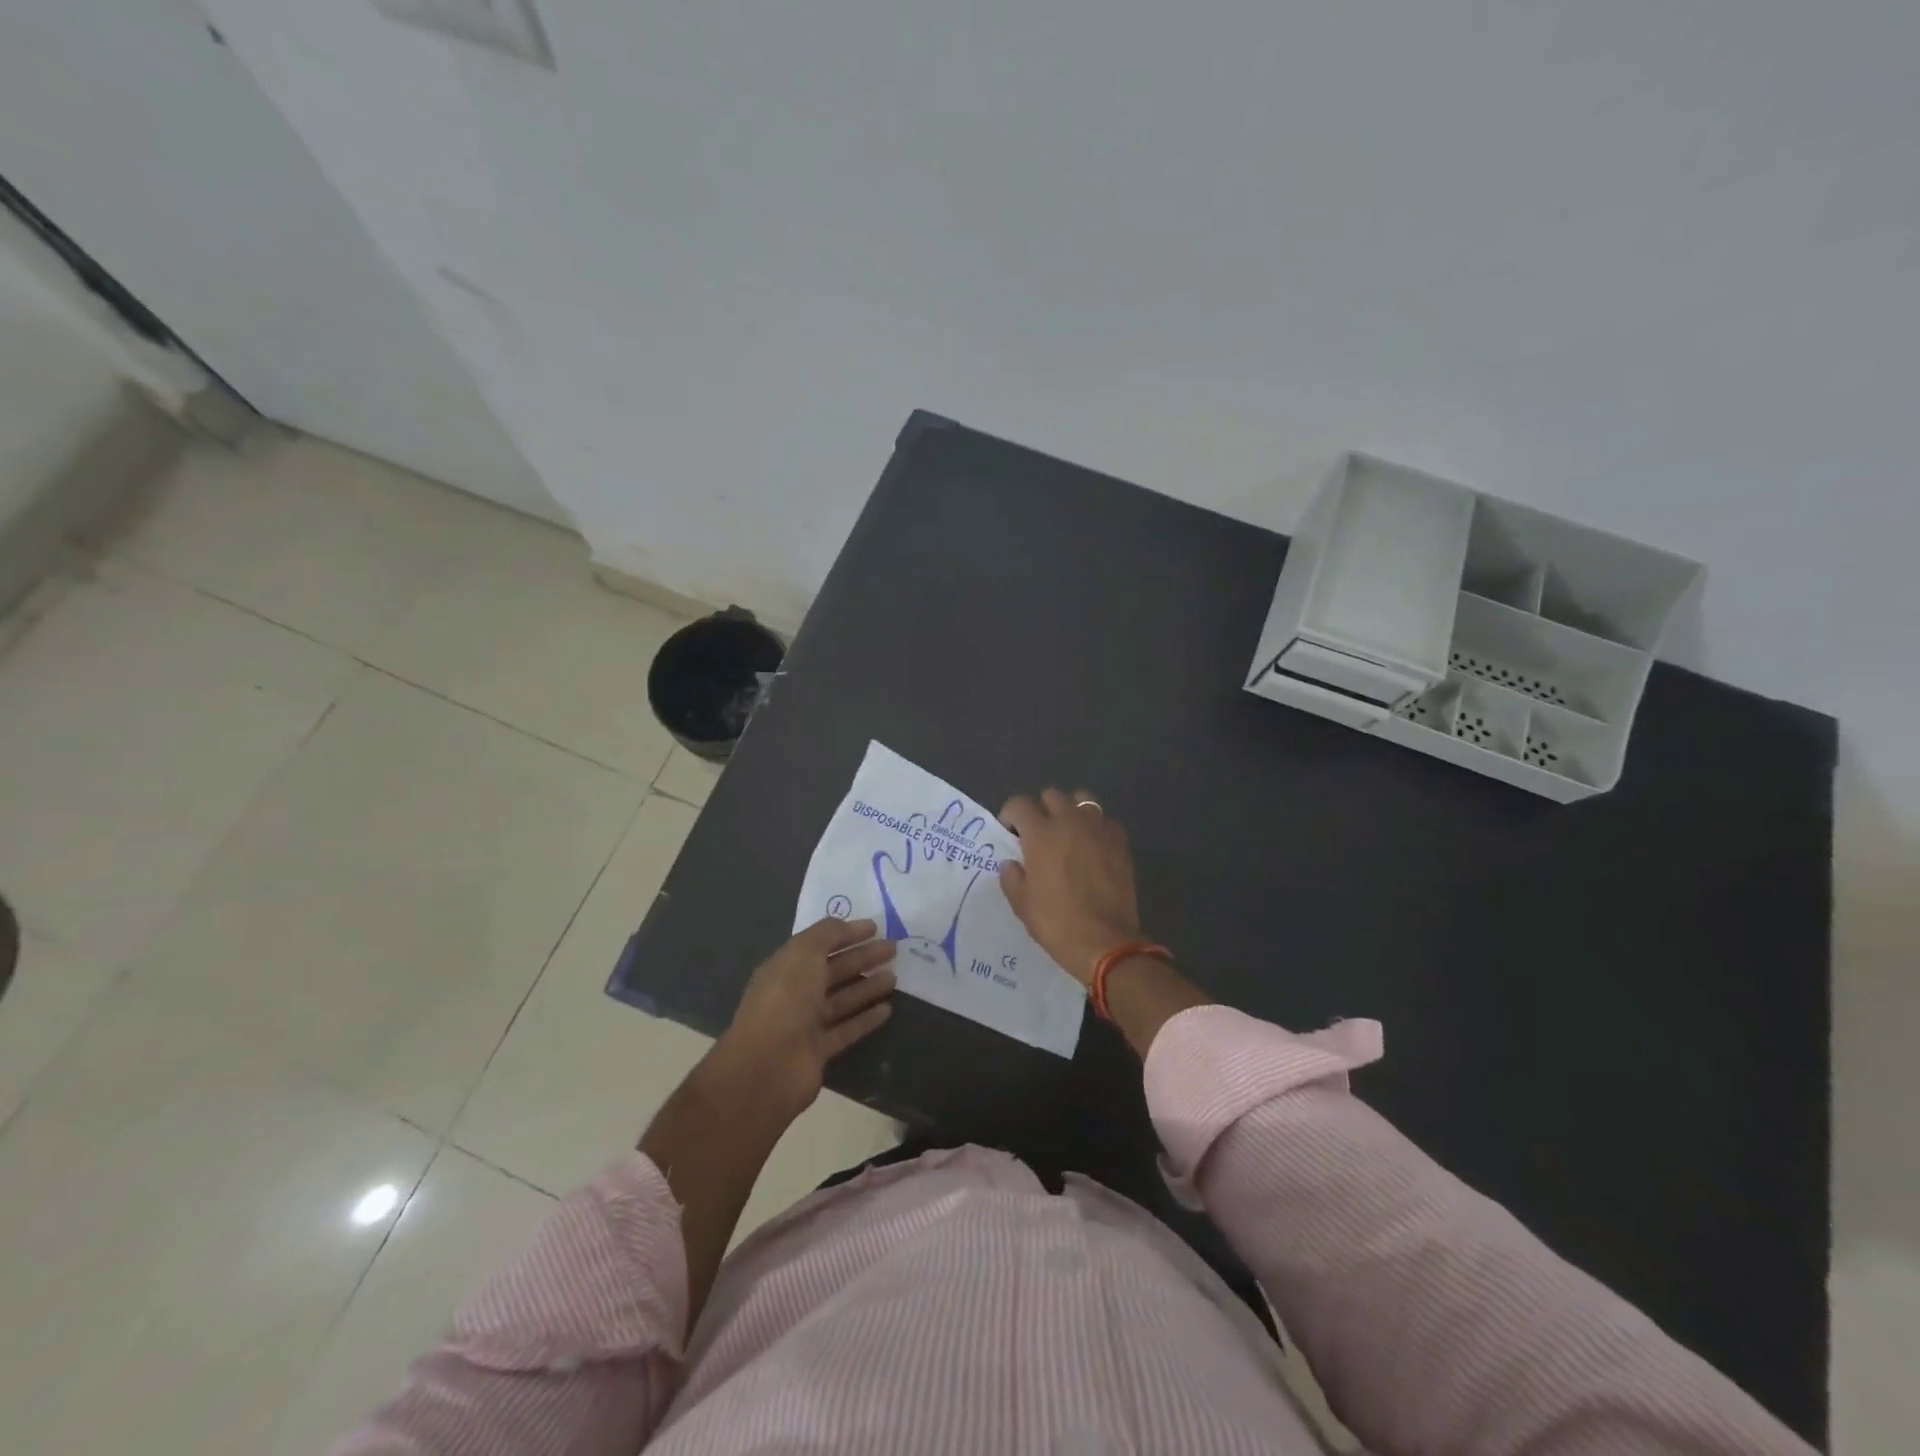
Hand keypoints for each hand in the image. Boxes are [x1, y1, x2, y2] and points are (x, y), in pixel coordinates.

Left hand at [710, 918, 896, 1121]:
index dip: (847, 933)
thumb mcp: (804, 953)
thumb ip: (827, 934)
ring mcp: (806, 1023)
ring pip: (842, 999)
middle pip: (834, 970)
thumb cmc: (785, 1000)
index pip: (820, 944)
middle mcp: (795, 992)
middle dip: (863, 957)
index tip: (875, 927)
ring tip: (895, 977)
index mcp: (786, 966)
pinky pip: (847, 1029)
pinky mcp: (819, 1051)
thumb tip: (848, 926)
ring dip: (867, 986)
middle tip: (894, 949)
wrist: (767, 1068)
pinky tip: (888, 1009)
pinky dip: (866, 1019)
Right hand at [998, 788, 1141, 985]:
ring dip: (1070, 809)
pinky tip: (1092, 846)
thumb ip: (1012, 876)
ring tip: (1068, 832)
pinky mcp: (1120, 840)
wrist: (1105, 942)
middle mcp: (1069, 821)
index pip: (1019, 803)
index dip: (1010, 815)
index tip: (1010, 833)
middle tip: (1039, 833)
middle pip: (1051, 795)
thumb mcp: (1021, 903)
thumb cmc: (1056, 922)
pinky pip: (1105, 820)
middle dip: (1041, 809)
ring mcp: (1098, 828)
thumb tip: (1012, 863)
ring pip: (1082, 799)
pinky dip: (1095, 826)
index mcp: (1041, 833)